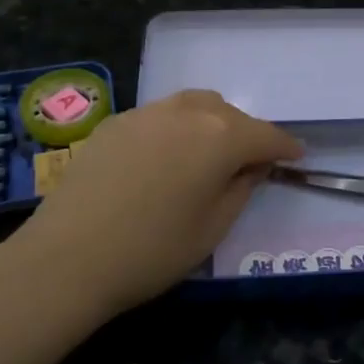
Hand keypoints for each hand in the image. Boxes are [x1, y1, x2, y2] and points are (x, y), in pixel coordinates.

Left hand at [9, 90, 301, 315]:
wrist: (67, 258)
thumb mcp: (213, 228)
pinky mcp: (115, 122)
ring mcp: (147, 113)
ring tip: (208, 153)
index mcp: (220, 137)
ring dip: (211, 124)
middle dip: (246, 134)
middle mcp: (187, 112)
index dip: (285, 147)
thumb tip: (252, 167)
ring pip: (194, 106)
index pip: (266, 136)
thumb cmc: (152, 251)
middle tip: (249, 164)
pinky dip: (176, 129)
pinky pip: (160, 116)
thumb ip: (241, 189)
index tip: (297, 157)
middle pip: (229, 114)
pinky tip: (165, 158)